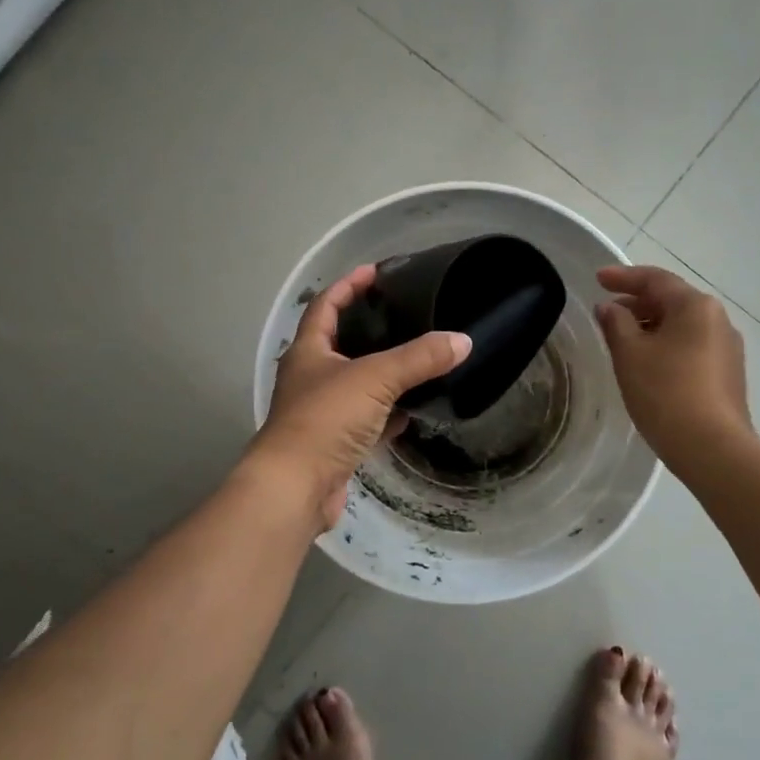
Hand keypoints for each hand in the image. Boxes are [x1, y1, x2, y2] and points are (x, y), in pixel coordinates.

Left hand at [254, 264, 471, 529]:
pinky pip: (365, 421)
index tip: (376, 272)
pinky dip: (387, 415)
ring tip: (417, 360)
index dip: (349, 285)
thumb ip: (419, 358)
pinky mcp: (334, 444)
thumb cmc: (326, 419)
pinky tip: (412, 412)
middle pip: (340, 343)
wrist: (296, 487)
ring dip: (382, 374)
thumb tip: (463, 340)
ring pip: (356, 384)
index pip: (326, 305)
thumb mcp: (376, 379)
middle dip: (369, 329)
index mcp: (309, 351)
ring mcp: (320, 413)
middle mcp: (310, 378)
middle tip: (405, 316)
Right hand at [595, 265, 751, 468]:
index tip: (597, 280)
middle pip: (672, 300)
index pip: (655, 279)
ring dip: (652, 326)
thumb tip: (610, 308)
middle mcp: (718, 319)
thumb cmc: (665, 392)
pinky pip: (692, 347)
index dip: (623, 277)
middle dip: (638, 303)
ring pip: (683, 325)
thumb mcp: (630, 354)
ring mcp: (728, 349)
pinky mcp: (728, 375)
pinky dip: (667, 345)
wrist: (713, 448)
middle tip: (607, 313)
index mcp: (695, 306)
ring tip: (624, 340)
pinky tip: (649, 364)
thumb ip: (615, 323)